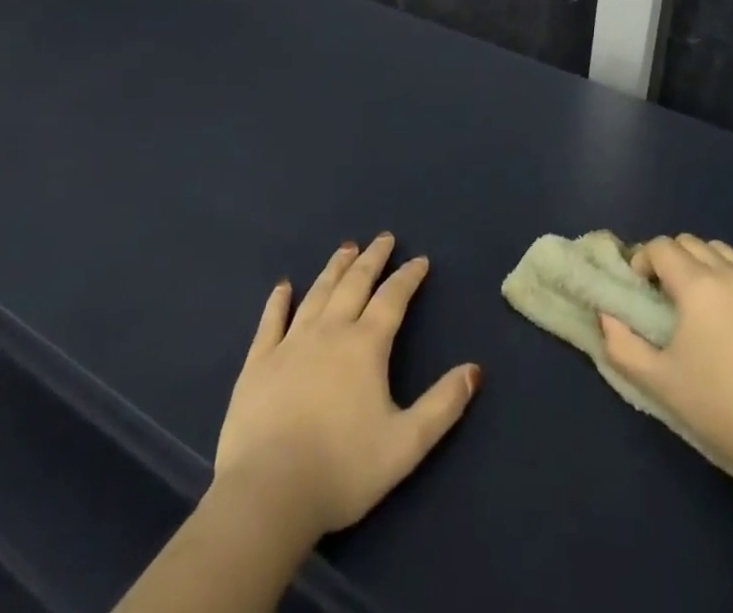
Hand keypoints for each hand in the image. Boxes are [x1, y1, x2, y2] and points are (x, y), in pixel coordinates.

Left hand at [212, 233, 482, 545]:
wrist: (267, 495)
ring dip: (334, 268)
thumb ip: (443, 405)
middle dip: (372, 259)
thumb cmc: (342, 470)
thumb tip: (475, 370)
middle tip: (383, 238)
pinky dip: (278, 301)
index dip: (408, 276)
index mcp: (366, 346)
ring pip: (317, 294)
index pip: (392, 298)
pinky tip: (283, 286)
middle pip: (354, 284)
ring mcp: (290, 344)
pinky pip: (271, 322)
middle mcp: (330, 332)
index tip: (420, 259)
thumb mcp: (406, 444)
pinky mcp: (257, 364)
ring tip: (346, 248)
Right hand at [599, 233, 732, 489]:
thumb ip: (622, 344)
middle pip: (692, 242)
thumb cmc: (718, 407)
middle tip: (668, 294)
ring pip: (725, 253)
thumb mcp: (659, 381)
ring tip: (704, 302)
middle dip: (673, 259)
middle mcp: (731, 273)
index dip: (644, 261)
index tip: (642, 288)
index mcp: (697, 284)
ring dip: (706, 265)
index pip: (661, 246)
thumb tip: (607, 315)